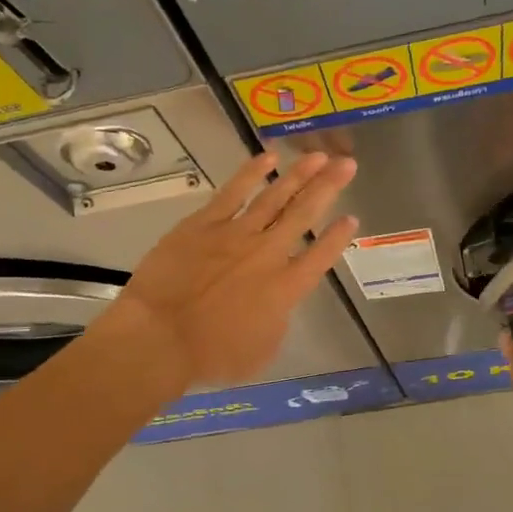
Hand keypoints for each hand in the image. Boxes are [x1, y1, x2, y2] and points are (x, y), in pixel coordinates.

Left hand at [98, 152, 358, 387]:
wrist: (160, 337)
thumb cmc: (211, 356)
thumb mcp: (261, 352)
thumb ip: (277, 322)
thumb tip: (278, 303)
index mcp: (286, 288)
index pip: (321, 255)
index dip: (338, 237)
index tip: (352, 218)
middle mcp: (268, 254)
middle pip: (304, 213)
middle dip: (329, 187)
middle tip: (348, 164)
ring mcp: (235, 234)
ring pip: (274, 196)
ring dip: (299, 174)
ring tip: (319, 155)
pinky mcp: (204, 224)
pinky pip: (234, 192)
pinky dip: (252, 173)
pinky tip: (268, 158)